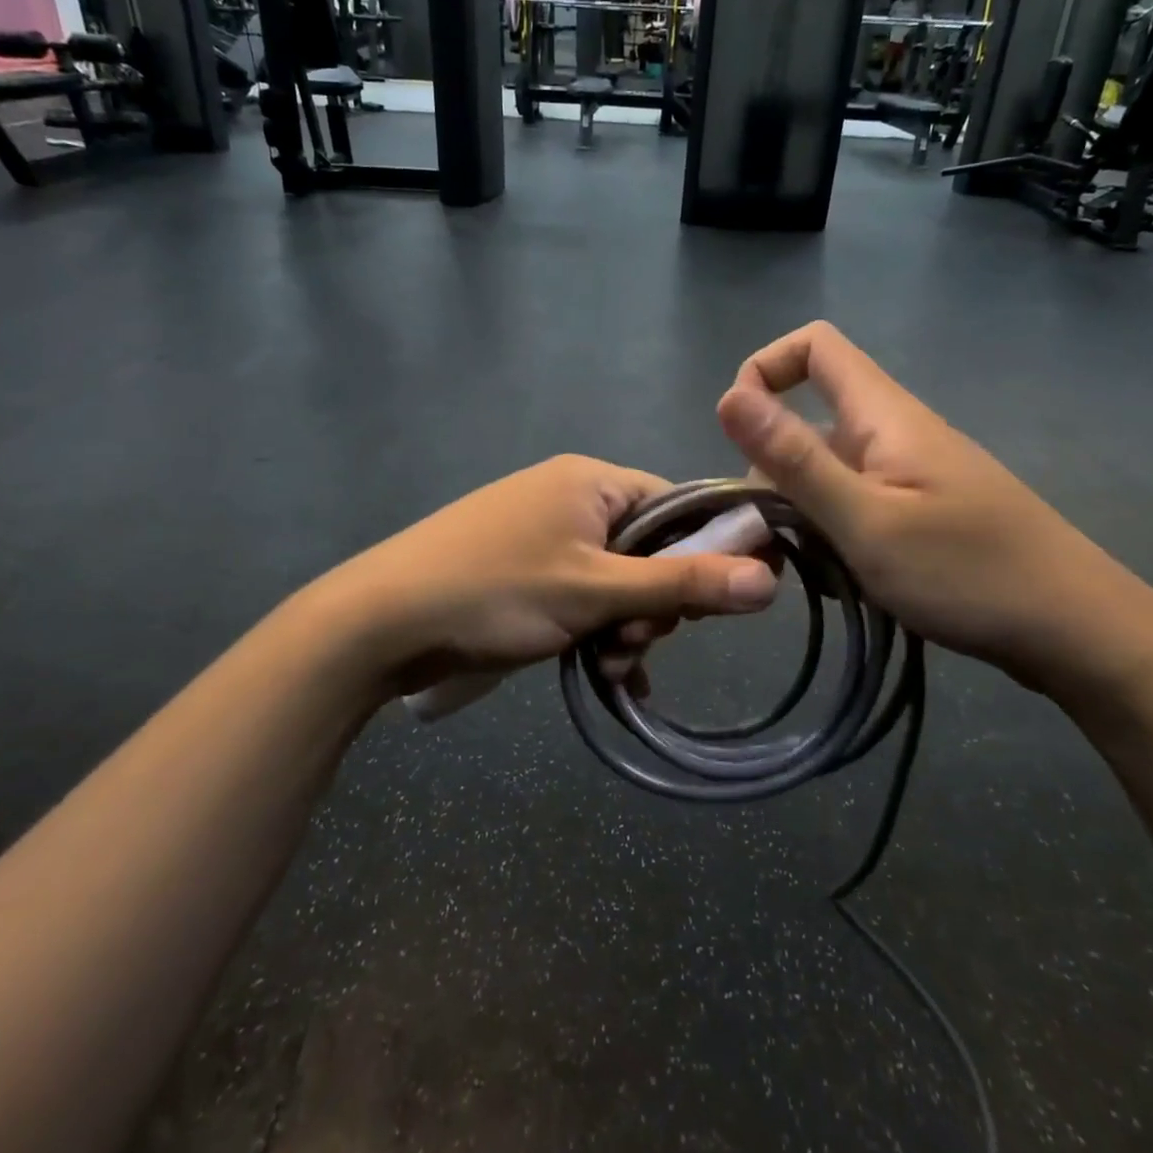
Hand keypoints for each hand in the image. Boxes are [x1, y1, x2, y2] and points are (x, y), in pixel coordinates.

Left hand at [327, 455, 777, 694]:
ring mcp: (542, 533)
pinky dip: (596, 628)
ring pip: (614, 579)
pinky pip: (581, 593)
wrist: (381, 620)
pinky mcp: (522, 568)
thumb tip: (770, 579)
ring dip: (624, 624)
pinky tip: (607, 671)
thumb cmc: (497, 592)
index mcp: (592, 481)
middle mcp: (570, 496)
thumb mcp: (596, 592)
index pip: (677, 506)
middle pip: (648, 547)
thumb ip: (681, 585)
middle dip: (654, 603)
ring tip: (612, 664)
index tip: (712, 606)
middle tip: (637, 642)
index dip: (704, 554)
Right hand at [716, 323, 1152, 697]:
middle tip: (766, 538)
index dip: (765, 370)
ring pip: (827, 471)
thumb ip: (794, 460)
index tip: (740, 434)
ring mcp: (909, 474)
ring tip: (806, 569)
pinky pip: (854, 505)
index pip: (815, 346)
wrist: (1078, 632)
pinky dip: (832, 535)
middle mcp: (894, 433)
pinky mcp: (920, 511)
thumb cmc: (969, 573)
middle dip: (772, 471)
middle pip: (809, 420)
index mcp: (884, 415)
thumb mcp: (866, 521)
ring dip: (800, 513)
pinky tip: (841, 581)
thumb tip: (729, 396)